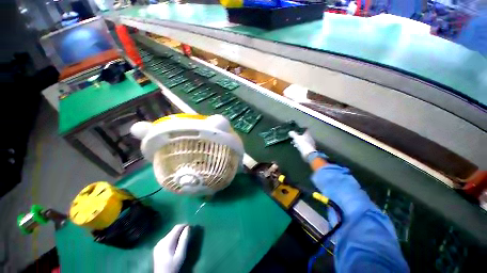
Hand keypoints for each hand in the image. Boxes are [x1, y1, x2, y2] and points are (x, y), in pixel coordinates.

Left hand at [153, 224, 189, 272]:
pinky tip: (176, 245)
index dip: (185, 225)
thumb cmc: (173, 267)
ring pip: (170, 234)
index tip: (191, 227)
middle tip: (188, 234)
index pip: (177, 227)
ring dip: (177, 235)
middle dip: (181, 230)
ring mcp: (158, 244)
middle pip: (173, 230)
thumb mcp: (180, 255)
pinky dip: (173, 239)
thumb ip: (184, 240)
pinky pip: (167, 239)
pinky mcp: (157, 248)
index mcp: (166, 241)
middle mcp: (161, 241)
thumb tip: (188, 227)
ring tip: (183, 240)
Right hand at [288, 130, 316, 159]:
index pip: (305, 130)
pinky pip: (304, 145)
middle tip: (294, 137)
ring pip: (303, 141)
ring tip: (294, 143)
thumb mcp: (296, 138)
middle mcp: (309, 138)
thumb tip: (290, 131)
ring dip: (299, 141)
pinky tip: (297, 147)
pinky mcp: (309, 149)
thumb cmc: (302, 144)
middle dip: (299, 137)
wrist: (308, 153)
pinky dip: (300, 145)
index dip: (301, 130)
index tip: (297, 131)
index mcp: (307, 134)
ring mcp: (310, 144)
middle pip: (304, 136)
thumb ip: (293, 134)